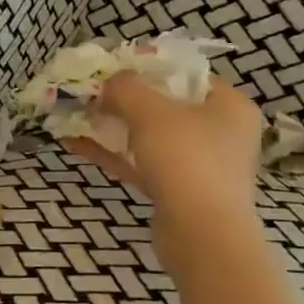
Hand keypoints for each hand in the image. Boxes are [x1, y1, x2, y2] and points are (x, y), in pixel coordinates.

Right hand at [67, 74, 263, 238]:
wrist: (202, 236)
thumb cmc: (186, 161)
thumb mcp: (151, 112)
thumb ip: (127, 88)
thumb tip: (110, 81)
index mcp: (228, 106)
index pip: (186, 75)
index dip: (147, 68)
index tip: (112, 69)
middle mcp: (220, 132)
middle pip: (164, 106)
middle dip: (122, 100)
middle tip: (89, 92)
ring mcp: (199, 165)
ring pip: (149, 137)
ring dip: (112, 127)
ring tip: (75, 116)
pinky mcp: (178, 191)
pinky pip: (141, 163)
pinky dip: (113, 153)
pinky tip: (76, 144)